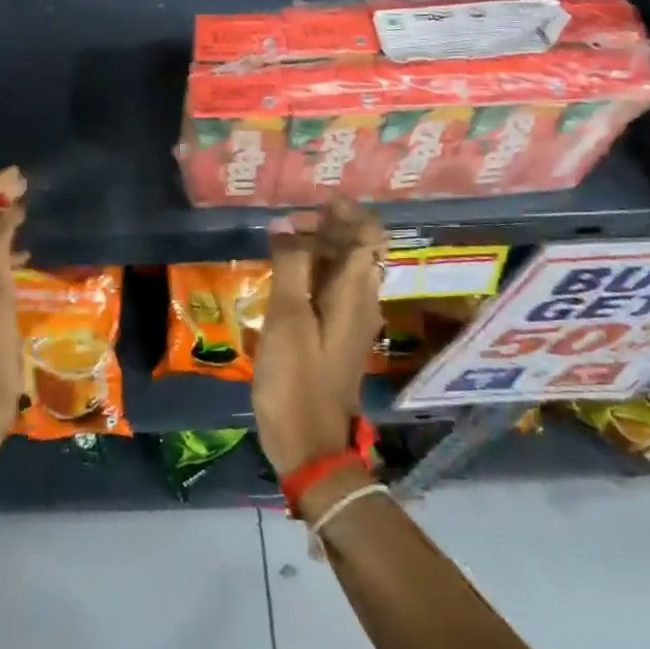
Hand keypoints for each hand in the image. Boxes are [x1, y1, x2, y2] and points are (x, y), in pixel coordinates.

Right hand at [251, 198, 386, 476]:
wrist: (309, 446)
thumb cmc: (296, 380)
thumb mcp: (287, 319)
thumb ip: (289, 266)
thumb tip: (285, 223)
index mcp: (356, 294)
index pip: (370, 237)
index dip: (348, 213)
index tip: (315, 202)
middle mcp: (362, 303)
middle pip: (358, 250)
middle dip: (328, 227)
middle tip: (285, 225)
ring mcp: (351, 322)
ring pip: (344, 270)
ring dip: (318, 248)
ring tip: (278, 244)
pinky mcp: (337, 337)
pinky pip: (332, 291)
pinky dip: (312, 273)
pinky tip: (283, 278)